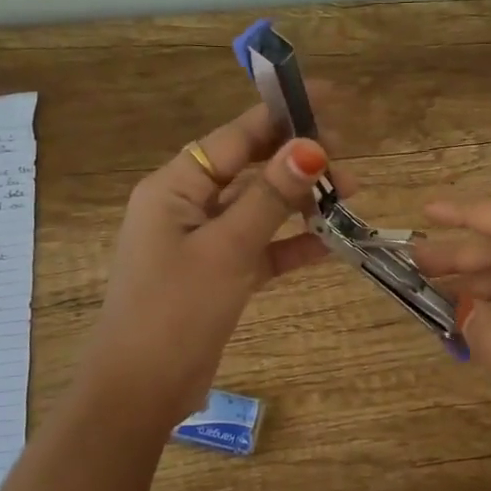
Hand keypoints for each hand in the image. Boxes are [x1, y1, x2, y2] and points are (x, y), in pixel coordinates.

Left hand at [82, 104, 331, 428]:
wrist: (140, 390)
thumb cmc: (175, 311)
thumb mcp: (227, 249)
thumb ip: (270, 198)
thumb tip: (311, 147)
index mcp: (174, 187)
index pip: (235, 137)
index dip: (281, 116)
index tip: (327, 99)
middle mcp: (186, 206)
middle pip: (249, 169)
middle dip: (297, 162)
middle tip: (349, 158)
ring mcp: (202, 242)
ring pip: (258, 209)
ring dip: (300, 203)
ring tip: (350, 196)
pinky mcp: (217, 275)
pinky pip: (260, 248)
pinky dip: (291, 245)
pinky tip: (331, 244)